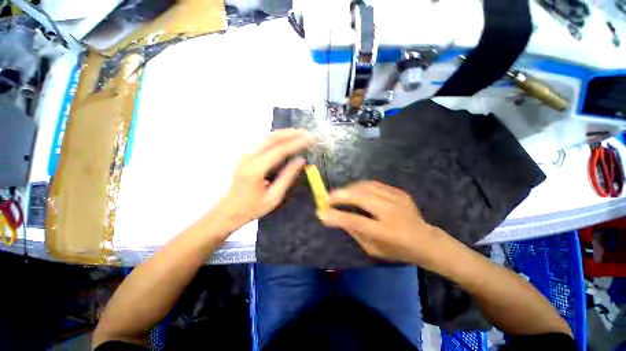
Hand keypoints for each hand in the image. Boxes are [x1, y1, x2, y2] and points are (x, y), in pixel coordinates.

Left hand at [216, 129, 313, 229]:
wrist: (229, 210)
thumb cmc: (252, 207)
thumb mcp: (274, 196)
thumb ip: (287, 177)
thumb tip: (301, 160)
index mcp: (256, 170)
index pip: (279, 150)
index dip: (296, 143)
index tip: (309, 139)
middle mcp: (249, 157)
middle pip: (272, 138)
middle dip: (291, 133)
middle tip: (307, 134)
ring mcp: (245, 155)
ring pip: (267, 137)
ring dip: (284, 133)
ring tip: (299, 134)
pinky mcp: (245, 155)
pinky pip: (263, 141)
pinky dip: (277, 137)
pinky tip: (286, 139)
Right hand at [318, 180, 445, 265]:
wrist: (426, 240)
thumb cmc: (398, 250)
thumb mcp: (373, 249)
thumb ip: (354, 232)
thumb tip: (336, 218)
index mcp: (387, 232)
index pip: (357, 221)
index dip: (337, 216)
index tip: (321, 213)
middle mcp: (392, 212)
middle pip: (361, 197)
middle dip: (341, 195)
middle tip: (328, 197)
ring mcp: (397, 199)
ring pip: (366, 187)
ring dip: (349, 189)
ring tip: (339, 193)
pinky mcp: (399, 192)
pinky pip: (374, 184)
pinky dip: (360, 186)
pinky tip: (354, 190)